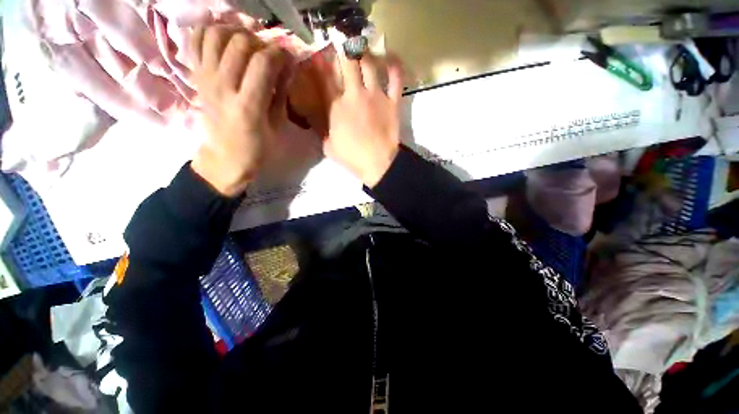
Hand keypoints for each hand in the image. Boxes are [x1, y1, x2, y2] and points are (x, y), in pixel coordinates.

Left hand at [190, 25, 293, 195]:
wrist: (225, 158)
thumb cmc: (257, 148)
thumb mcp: (277, 127)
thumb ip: (281, 94)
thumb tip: (287, 66)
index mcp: (248, 107)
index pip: (262, 63)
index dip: (279, 53)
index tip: (288, 57)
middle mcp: (222, 87)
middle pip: (239, 43)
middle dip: (260, 42)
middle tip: (269, 53)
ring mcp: (205, 79)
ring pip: (215, 34)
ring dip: (235, 32)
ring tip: (248, 43)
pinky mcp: (196, 76)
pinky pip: (195, 40)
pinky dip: (208, 31)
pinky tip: (224, 39)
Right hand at [321, 53, 403, 187]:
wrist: (378, 164)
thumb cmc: (352, 158)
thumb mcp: (329, 147)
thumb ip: (323, 130)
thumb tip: (319, 122)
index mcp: (336, 107)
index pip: (325, 78)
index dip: (321, 63)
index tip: (320, 55)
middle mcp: (355, 94)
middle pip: (348, 62)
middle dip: (344, 51)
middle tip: (344, 47)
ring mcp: (376, 96)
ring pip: (370, 64)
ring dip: (365, 54)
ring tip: (363, 50)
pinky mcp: (393, 102)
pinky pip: (396, 79)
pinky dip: (395, 66)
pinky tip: (391, 58)